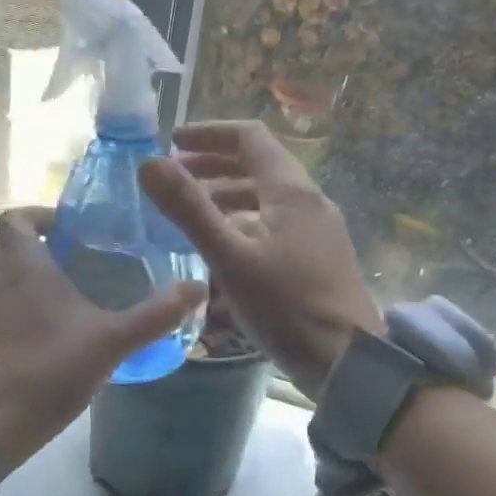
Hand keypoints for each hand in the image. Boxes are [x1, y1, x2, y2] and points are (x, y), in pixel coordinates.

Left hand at [0, 207, 206, 474]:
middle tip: (79, 252)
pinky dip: (34, 305)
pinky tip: (69, 327)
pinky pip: (12, 307)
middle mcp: (3, 283)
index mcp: (25, 268)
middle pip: (6, 244)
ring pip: (8, 277)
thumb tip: (198, 288)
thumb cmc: (50, 369)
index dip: (40, 214)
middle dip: (38, 241)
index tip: (73, 227)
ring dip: (37, 274)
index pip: (14, 218)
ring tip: (83, 287)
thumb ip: (156, 315)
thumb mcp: (113, 341)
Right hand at [140, 121, 381, 399]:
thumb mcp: (230, 256)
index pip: (250, 138)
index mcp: (291, 191)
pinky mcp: (320, 257)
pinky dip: (245, 221)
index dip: (209, 133)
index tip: (172, 142)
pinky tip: (225, 249)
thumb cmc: (286, 305)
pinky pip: (276, 223)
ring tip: (193, 213)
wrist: (347, 361)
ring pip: (267, 197)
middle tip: (176, 178)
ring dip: (228, 195)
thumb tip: (148, 163)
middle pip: (259, 165)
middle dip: (214, 165)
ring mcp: (319, 230)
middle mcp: (310, 201)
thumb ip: (189, 209)